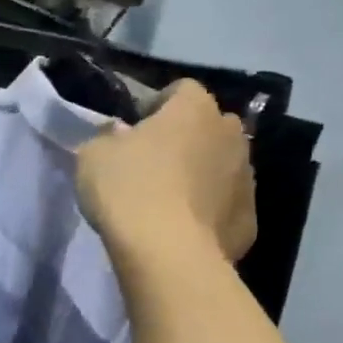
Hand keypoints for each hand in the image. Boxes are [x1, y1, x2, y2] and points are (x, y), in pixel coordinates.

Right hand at [76, 81, 256, 266]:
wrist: (168, 254)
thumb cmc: (128, 190)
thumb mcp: (92, 155)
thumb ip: (107, 137)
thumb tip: (120, 137)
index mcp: (194, 108)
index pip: (181, 89)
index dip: (156, 106)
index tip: (134, 130)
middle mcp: (231, 135)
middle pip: (208, 126)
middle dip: (185, 139)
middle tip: (152, 164)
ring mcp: (246, 178)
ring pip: (221, 166)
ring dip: (200, 175)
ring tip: (168, 202)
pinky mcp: (250, 219)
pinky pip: (225, 206)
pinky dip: (208, 212)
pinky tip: (183, 230)